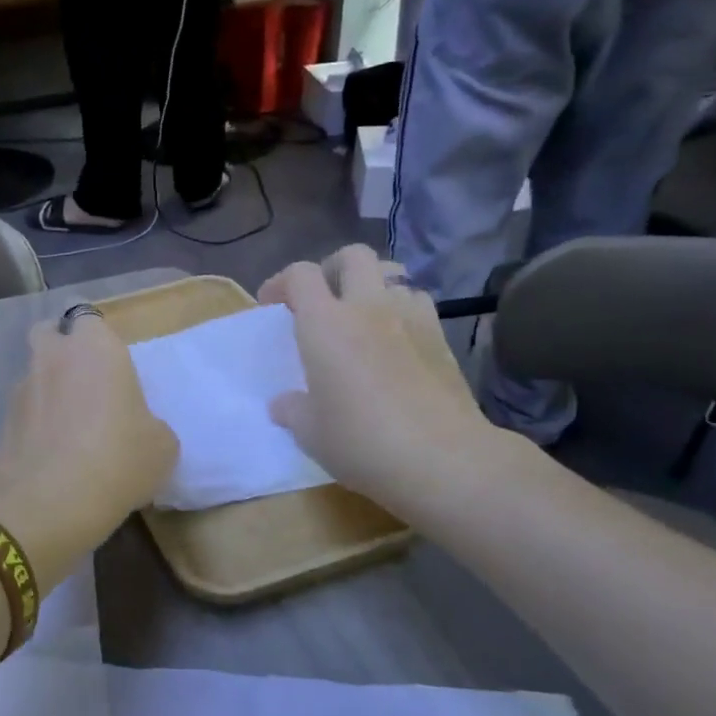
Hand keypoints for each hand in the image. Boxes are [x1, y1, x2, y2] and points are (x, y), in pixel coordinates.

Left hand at [0, 312, 176, 588]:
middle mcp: (52, 357)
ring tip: (69, 431)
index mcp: (95, 349)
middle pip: (48, 334)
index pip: (87, 318)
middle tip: (85, 385)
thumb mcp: (161, 447)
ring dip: (47, 391)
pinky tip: (52, 456)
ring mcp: (21, 389)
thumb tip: (136, 431)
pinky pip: (23, 413)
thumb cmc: (117, 459)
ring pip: (33, 375)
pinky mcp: (1, 423)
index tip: (109, 365)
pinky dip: (34, 425)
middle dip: (60, 350)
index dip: (95, 338)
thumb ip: (148, 426)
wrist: (46, 502)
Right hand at [260, 246, 508, 518]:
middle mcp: (368, 308)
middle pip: (354, 256)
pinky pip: (419, 305)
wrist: (442, 459)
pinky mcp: (443, 339)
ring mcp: (412, 318)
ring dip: (374, 289)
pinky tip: (398, 343)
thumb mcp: (310, 432)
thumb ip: (293, 410)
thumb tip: (284, 403)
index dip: (281, 283)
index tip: (273, 306)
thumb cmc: (361, 441)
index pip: (301, 274)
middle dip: (333, 268)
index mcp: (325, 323)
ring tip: (364, 320)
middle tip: (322, 299)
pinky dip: (403, 312)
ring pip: (393, 276)